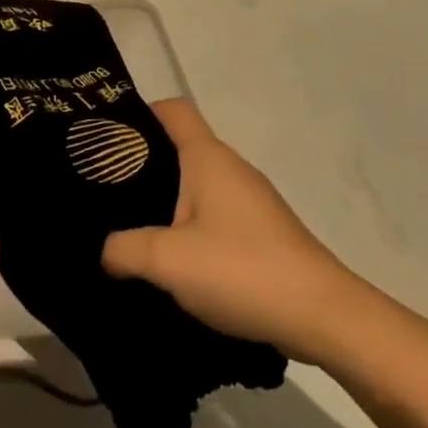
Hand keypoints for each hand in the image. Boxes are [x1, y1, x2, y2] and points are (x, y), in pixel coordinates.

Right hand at [102, 100, 349, 360]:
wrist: (324, 317)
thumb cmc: (242, 270)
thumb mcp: (168, 261)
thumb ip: (123, 250)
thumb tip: (106, 251)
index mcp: (208, 158)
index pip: (173, 110)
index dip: (139, 113)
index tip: (108, 138)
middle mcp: (230, 169)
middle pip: (179, 148)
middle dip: (141, 165)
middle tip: (103, 191)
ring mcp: (250, 201)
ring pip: (195, 186)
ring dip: (163, 202)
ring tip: (128, 228)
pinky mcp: (261, 232)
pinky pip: (212, 215)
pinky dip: (187, 227)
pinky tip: (170, 260)